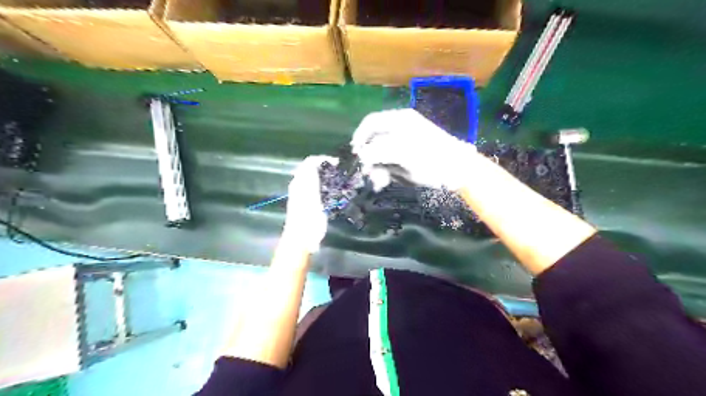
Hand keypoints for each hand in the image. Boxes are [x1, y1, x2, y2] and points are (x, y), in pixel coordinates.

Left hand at [284, 154, 337, 253]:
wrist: (301, 239)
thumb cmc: (308, 219)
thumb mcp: (312, 196)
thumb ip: (312, 178)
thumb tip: (315, 161)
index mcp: (300, 182)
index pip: (310, 162)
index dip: (323, 159)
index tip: (338, 163)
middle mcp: (299, 185)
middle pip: (311, 168)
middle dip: (325, 166)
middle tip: (340, 170)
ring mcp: (302, 194)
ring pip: (313, 177)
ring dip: (325, 175)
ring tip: (339, 178)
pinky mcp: (307, 203)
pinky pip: (315, 187)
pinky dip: (324, 184)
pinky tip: (333, 191)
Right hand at [350, 107, 476, 187]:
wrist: (459, 170)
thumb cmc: (433, 159)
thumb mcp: (403, 154)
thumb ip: (379, 152)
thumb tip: (362, 155)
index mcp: (399, 121)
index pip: (371, 124)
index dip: (360, 139)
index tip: (357, 156)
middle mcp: (400, 129)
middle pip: (374, 141)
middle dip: (370, 159)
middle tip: (369, 175)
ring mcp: (404, 143)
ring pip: (381, 154)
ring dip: (377, 168)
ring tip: (380, 182)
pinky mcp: (408, 157)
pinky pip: (390, 162)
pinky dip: (386, 171)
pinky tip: (385, 181)